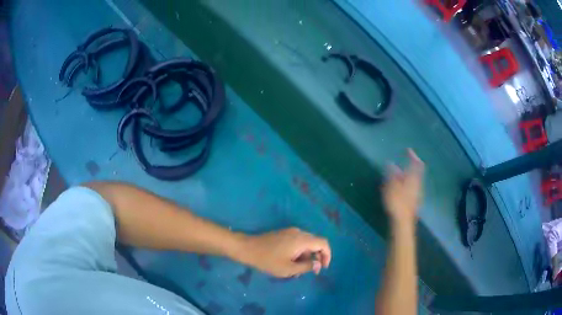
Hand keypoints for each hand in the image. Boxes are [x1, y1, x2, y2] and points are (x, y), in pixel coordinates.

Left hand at [240, 228, 330, 277]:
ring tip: (297, 271)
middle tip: (311, 271)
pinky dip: (299, 253)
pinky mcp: (283, 234)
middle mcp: (299, 233)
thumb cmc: (268, 260)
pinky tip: (290, 263)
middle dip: (316, 257)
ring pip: (306, 244)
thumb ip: (306, 266)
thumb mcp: (289, 269)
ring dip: (306, 256)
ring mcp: (290, 232)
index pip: (323, 243)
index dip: (327, 255)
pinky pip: (298, 242)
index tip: (323, 268)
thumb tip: (318, 264)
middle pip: (316, 243)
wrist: (247, 248)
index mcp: (302, 240)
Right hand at [383, 149, 424, 227]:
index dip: (413, 156)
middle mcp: (417, 185)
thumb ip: (392, 174)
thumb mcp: (392, 186)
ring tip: (395, 178)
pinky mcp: (414, 201)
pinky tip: (397, 189)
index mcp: (413, 179)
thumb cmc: (397, 203)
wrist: (403, 223)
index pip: (417, 164)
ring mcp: (417, 194)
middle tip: (397, 167)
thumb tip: (391, 163)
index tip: (407, 150)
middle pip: (415, 172)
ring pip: (412, 181)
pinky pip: (410, 188)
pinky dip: (404, 185)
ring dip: (405, 177)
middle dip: (407, 168)